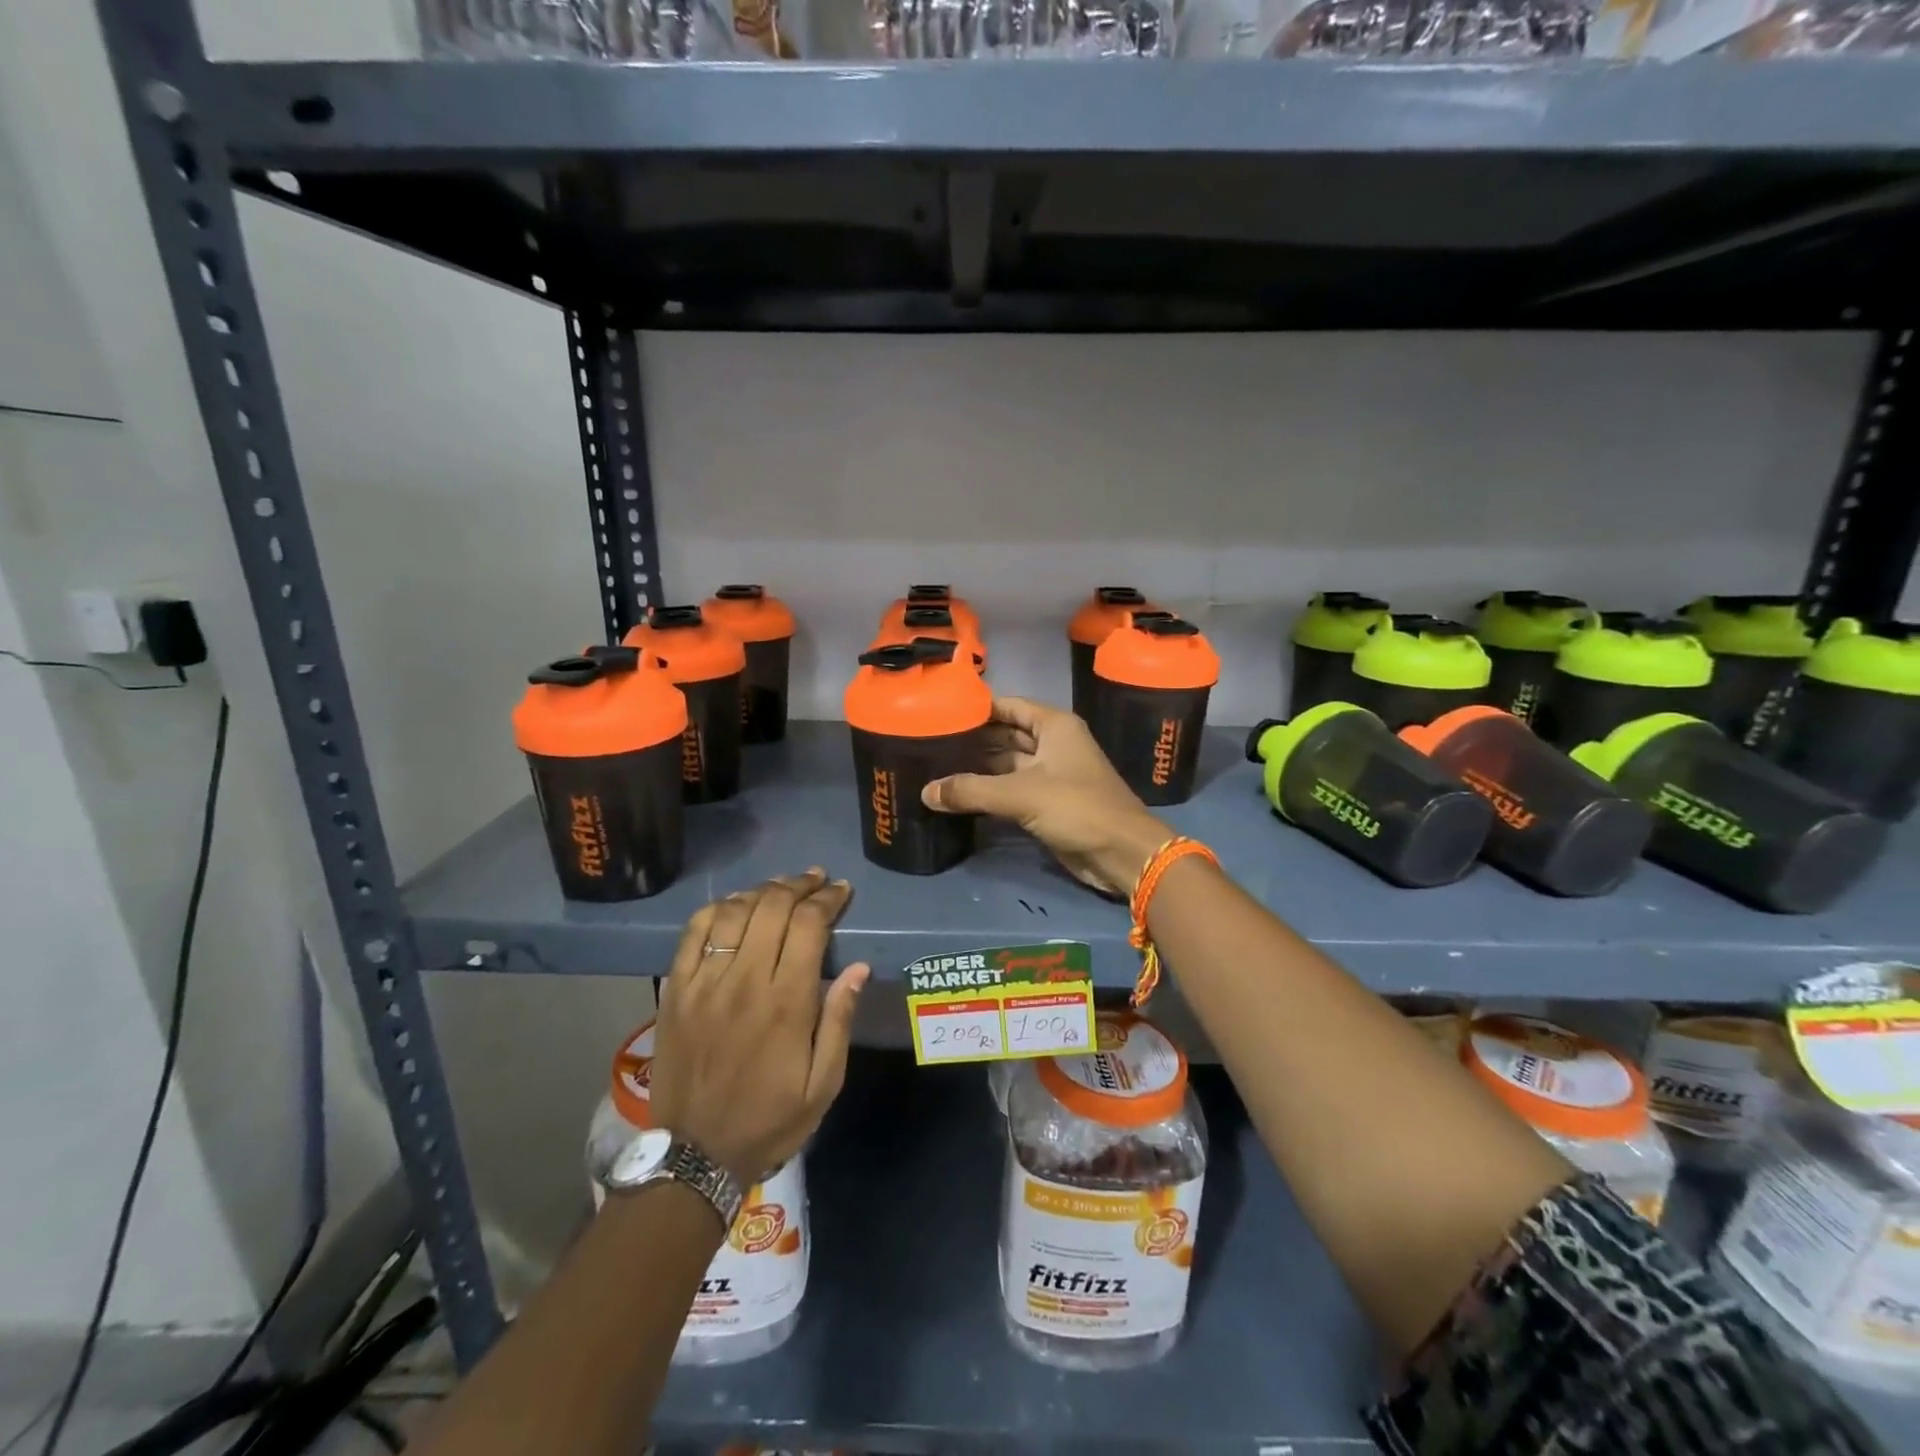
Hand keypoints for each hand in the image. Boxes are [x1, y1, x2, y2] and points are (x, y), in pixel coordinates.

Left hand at [649, 870, 869, 1184]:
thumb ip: (839, 1020)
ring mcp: (705, 983)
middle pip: (772, 907)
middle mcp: (745, 980)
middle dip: (799, 885)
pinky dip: (717, 909)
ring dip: (762, 891)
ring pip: (734, 912)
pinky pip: (694, 932)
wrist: (695, 1155)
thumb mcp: (824, 1083)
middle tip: (816, 880)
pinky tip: (735, 905)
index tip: (842, 890)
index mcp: (787, 1002)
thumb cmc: (770, 1119)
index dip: (828, 899)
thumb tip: (859, 967)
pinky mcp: (676, 990)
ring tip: (781, 887)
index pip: (809, 926)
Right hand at [921, 696, 1168, 897]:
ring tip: (935, 766)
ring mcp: (1052, 774)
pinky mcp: (1048, 802)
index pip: (1008, 705)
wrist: (1122, 853)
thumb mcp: (1021, 795)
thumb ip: (971, 790)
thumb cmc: (1077, 808)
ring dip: (978, 767)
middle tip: (930, 741)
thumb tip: (925, 792)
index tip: (940, 710)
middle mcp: (1053, 744)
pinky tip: (958, 794)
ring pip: (1007, 764)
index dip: (977, 707)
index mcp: (1054, 726)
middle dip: (973, 739)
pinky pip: (1012, 789)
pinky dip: (988, 791)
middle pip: (1005, 734)